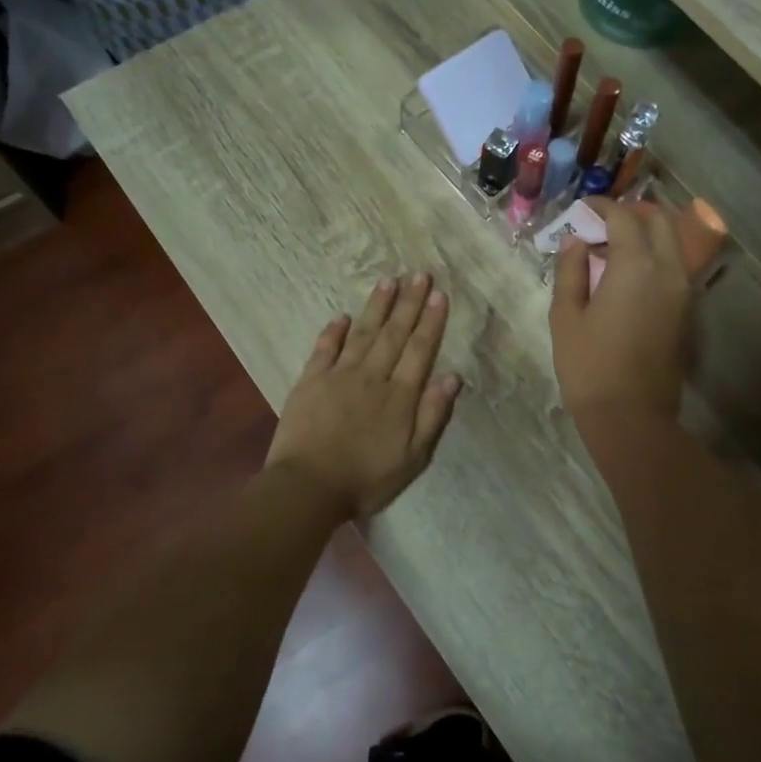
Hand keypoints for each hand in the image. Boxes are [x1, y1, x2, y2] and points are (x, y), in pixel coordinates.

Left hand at [264, 274, 462, 519]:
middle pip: (394, 333)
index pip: (420, 349)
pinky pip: (324, 349)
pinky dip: (334, 331)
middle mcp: (372, 376)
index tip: (439, 294)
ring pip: (363, 333)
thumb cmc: (366, 478)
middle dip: (409, 302)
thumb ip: (432, 414)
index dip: (431, 321)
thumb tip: (452, 377)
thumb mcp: (413, 457)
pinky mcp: (310, 382)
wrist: (308, 487)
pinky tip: (343, 316)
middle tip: (419, 274)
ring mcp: (338, 375)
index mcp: (400, 395)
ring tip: (389, 281)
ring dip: (377, 306)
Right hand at [549, 198, 689, 425]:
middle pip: (659, 221)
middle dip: (631, 214)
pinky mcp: (686, 312)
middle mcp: (668, 270)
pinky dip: (655, 258)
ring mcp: (683, 292)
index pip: (624, 216)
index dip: (601, 206)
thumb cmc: (589, 366)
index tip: (582, 209)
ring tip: (612, 249)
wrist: (631, 417)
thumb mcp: (566, 316)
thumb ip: (570, 270)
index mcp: (636, 266)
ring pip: (672, 243)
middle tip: (601, 225)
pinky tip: (627, 276)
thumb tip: (576, 241)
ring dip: (646, 235)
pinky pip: (674, 268)